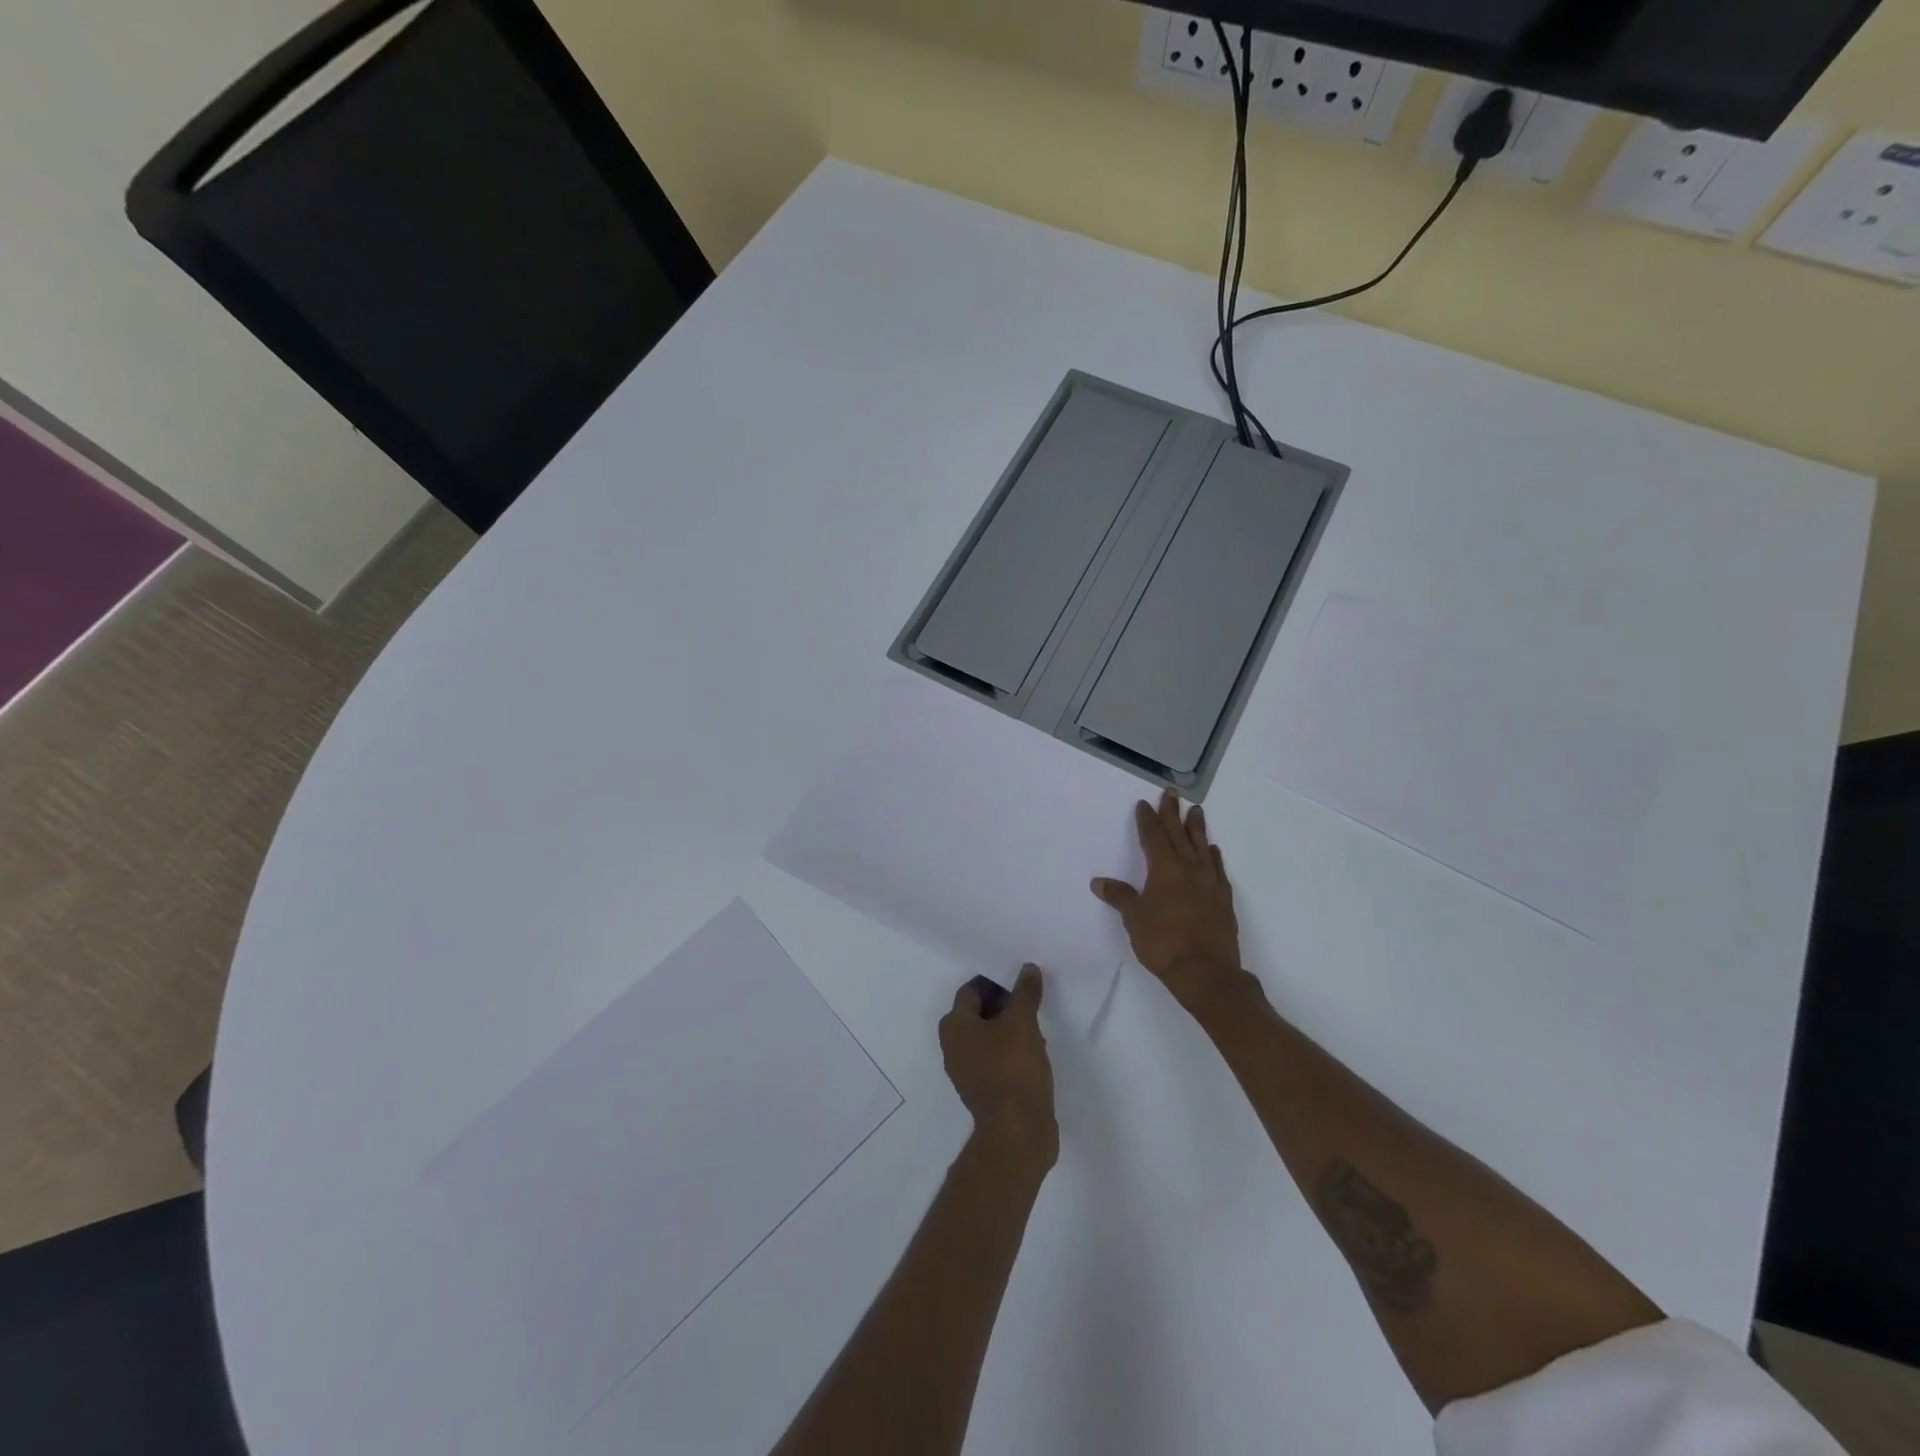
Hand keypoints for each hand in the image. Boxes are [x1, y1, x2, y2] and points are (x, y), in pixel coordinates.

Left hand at [939, 965, 1057, 1174]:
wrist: (1017, 1130)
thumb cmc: (1013, 1067)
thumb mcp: (1022, 1022)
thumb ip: (1025, 992)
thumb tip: (1028, 968)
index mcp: (954, 1026)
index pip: (972, 989)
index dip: (996, 980)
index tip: (1021, 980)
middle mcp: (954, 1046)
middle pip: (980, 1012)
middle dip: (1006, 1004)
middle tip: (1032, 1001)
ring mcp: (968, 1071)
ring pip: (990, 1036)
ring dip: (1011, 1028)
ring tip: (1038, 1027)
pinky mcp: (985, 1090)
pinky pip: (997, 1058)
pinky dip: (1013, 1050)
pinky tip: (1036, 1052)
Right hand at [1092, 791, 1243, 1010]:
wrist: (1206, 972)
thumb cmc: (1164, 943)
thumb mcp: (1134, 919)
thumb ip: (1120, 897)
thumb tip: (1099, 882)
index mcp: (1164, 871)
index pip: (1153, 838)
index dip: (1147, 820)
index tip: (1144, 804)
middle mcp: (1189, 870)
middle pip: (1179, 835)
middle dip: (1172, 813)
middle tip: (1171, 793)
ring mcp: (1209, 883)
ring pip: (1202, 847)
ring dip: (1197, 829)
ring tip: (1196, 811)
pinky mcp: (1223, 899)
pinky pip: (1218, 869)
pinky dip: (1214, 856)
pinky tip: (1213, 851)